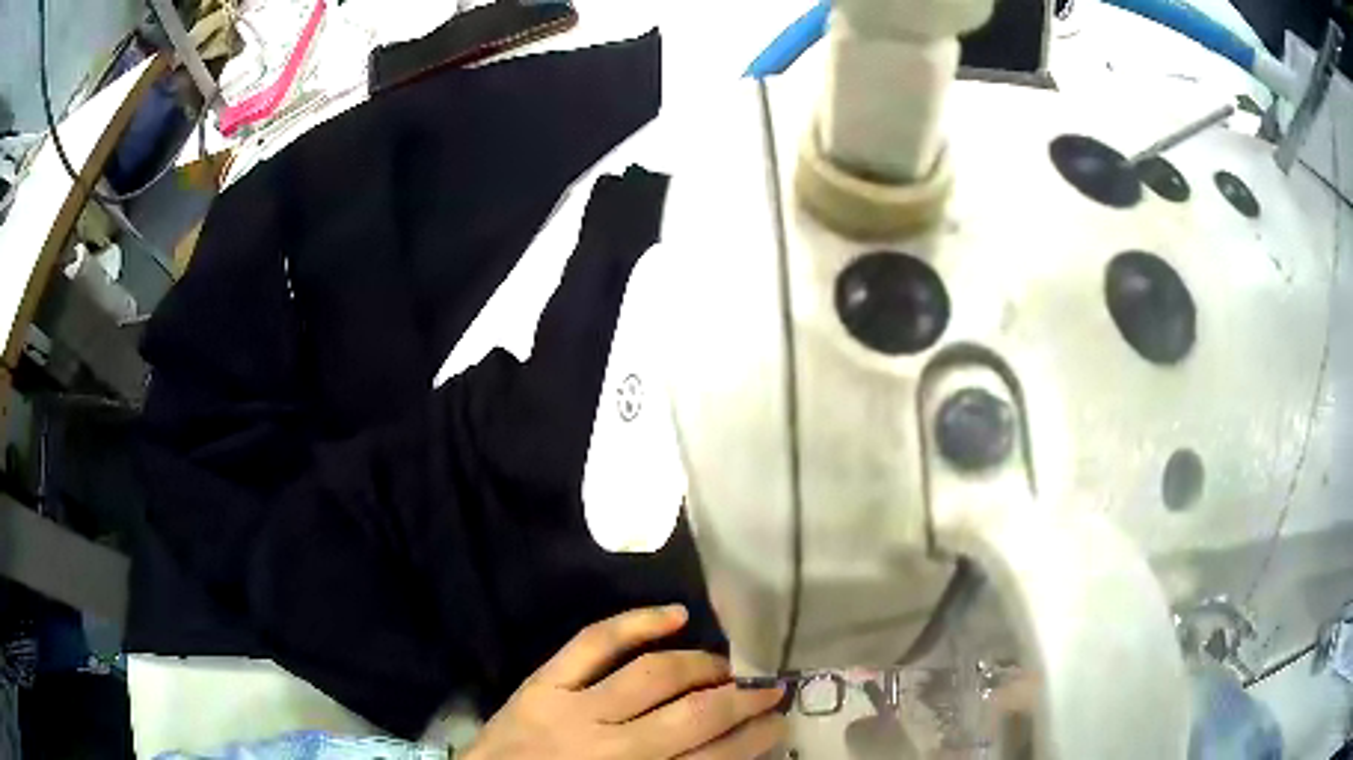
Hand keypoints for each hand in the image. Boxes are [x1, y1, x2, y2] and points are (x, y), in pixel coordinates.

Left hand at [461, 605, 786, 759]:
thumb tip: (723, 750)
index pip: (714, 759)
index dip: (754, 738)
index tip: (779, 722)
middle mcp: (613, 748)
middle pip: (694, 717)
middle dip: (742, 700)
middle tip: (770, 689)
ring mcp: (574, 710)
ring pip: (653, 676)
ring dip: (701, 666)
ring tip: (727, 666)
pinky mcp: (542, 684)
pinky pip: (593, 643)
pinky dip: (636, 624)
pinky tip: (675, 615)